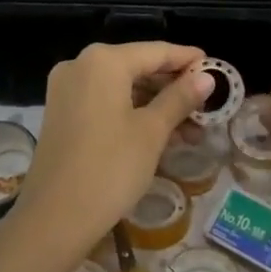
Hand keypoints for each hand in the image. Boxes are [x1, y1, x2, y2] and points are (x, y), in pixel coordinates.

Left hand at [16, 42, 211, 254]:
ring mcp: (67, 90)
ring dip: (156, 104)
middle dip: (174, 87)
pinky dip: (133, 113)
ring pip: (122, 87)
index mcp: (104, 61)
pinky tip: (161, 134)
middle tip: (207, 106)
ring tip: (192, 129)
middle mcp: (81, 65)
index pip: (156, 51)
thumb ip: (180, 98)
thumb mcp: (152, 132)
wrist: (54, 219)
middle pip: (138, 67)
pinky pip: (105, 102)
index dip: (188, 59)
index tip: (216, 68)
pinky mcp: (62, 113)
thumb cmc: (110, 168)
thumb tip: (207, 77)